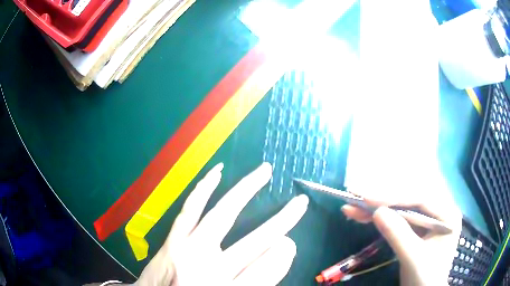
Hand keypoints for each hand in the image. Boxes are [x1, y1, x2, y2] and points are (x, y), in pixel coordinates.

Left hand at [135, 162, 308, 285]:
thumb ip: (254, 279)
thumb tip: (280, 252)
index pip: (266, 272)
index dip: (282, 257)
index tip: (291, 244)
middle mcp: (207, 269)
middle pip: (253, 244)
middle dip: (281, 223)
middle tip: (300, 203)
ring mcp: (187, 250)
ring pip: (222, 216)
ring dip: (246, 192)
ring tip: (264, 172)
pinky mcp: (172, 238)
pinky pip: (191, 209)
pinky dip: (204, 189)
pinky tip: (216, 173)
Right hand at [341, 189, 461, 285]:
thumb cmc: (425, 278)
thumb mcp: (413, 259)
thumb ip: (398, 235)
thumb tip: (377, 212)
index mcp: (447, 215)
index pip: (420, 199)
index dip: (394, 198)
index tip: (367, 198)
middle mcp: (439, 211)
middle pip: (409, 201)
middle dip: (382, 201)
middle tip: (356, 198)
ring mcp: (428, 219)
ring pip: (401, 209)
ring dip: (378, 208)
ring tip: (353, 207)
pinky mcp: (417, 228)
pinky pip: (399, 219)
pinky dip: (381, 218)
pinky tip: (364, 216)